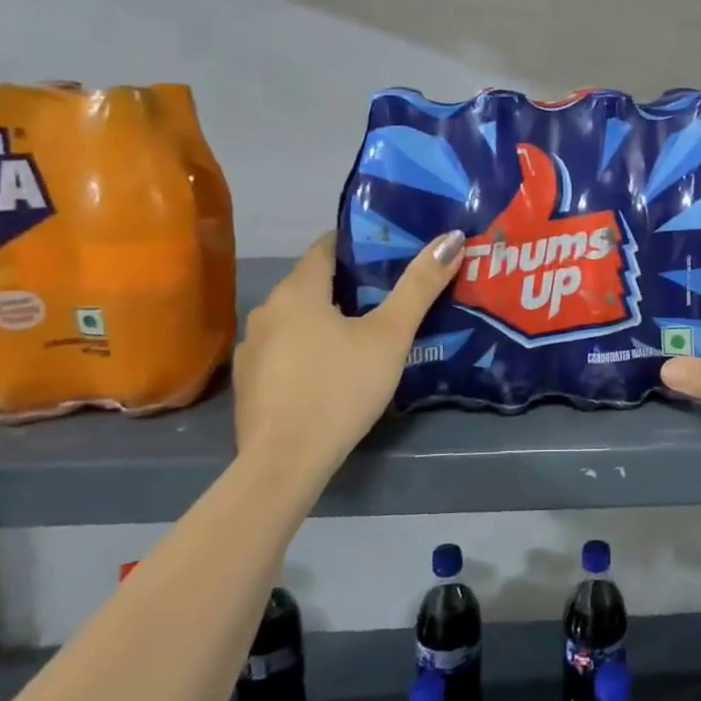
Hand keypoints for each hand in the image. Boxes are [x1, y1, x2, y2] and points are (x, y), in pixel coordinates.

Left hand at [232, 230, 464, 476]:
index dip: (358, 244)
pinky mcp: (249, 384)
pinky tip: (332, 371)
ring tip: (366, 333)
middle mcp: (267, 311)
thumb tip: (451, 238)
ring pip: (297, 320)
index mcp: (297, 291)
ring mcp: (252, 349)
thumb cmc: (340, 388)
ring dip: (326, 320)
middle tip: (390, 293)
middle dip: (349, 285)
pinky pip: (284, 351)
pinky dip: (308, 350)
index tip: (389, 250)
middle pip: (312, 284)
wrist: (284, 463)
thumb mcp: (390, 336)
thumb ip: (419, 286)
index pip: (326, 247)